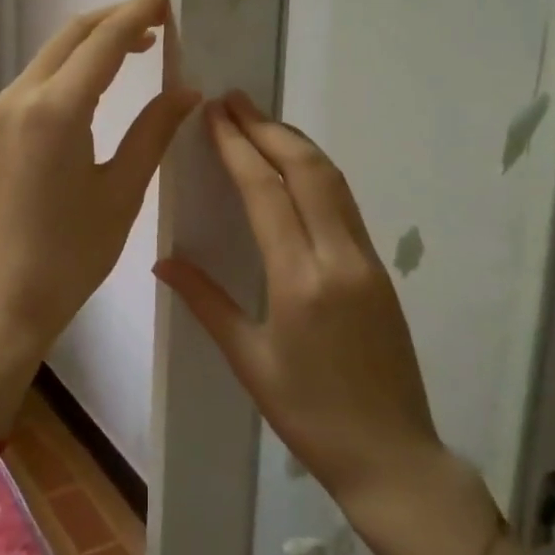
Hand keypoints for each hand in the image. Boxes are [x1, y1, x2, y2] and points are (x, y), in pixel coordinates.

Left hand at [0, 0, 200, 377]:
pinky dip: (77, 67)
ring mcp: (3, 112)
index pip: (106, 39)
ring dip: (97, 41)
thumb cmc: (69, 256)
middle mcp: (21, 96)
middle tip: (166, 16)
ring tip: (146, 44)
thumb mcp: (122, 192)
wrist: (1, 303)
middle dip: (120, 18)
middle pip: (75, 34)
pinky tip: (105, 81)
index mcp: (56, 109)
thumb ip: (154, 131)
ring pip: (55, 54)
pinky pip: (42, 79)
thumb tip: (188, 90)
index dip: (141, 9)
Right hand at [155, 91, 458, 511]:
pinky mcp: (380, 270)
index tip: (216, 112)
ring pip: (333, 181)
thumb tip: (164, 261)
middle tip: (235, 100)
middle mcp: (339, 257)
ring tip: (261, 122)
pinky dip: (317, 173)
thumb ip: (206, 302)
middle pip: (307, 170)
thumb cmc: (309, 416)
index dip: (239, 146)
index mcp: (300, 281)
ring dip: (296, 144)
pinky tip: (295, 170)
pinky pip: (345, 205)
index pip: (266, 192)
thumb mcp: (249, 361)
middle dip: (269, 128)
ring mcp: (367, 260)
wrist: (391, 454)